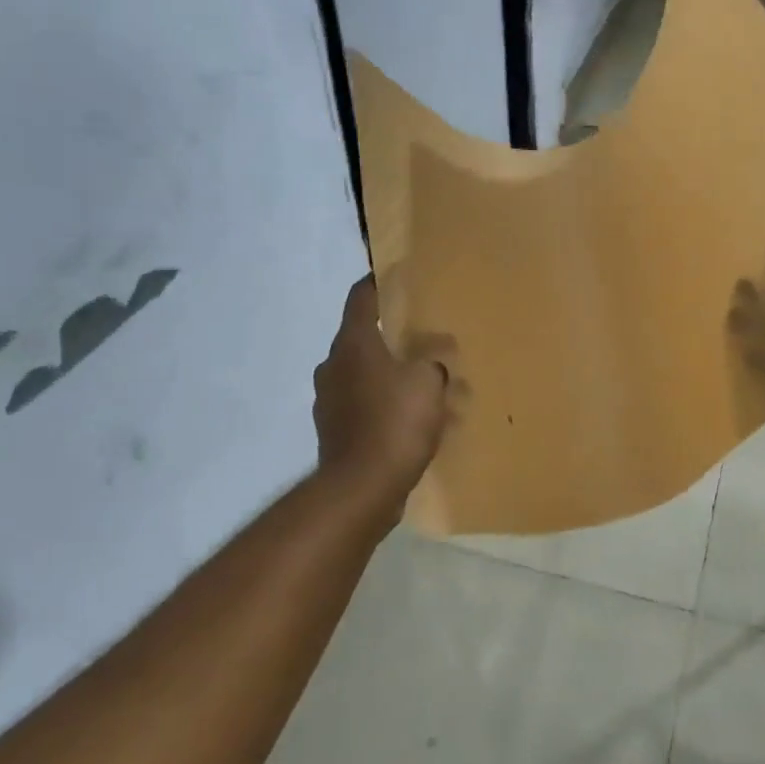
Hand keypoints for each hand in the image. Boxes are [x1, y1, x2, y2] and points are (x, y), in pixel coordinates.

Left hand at [313, 276, 452, 507]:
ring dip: (396, 377)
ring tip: (432, 388)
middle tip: (427, 340)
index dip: (377, 282)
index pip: (361, 298)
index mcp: (353, 344)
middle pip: (365, 339)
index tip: (394, 275)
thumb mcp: (428, 382)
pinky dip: (390, 406)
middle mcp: (334, 366)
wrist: (361, 488)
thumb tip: (434, 358)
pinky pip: (367, 407)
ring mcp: (330, 400)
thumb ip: (433, 360)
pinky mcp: (336, 431)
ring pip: (368, 376)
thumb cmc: (395, 423)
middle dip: (396, 338)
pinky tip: (419, 423)